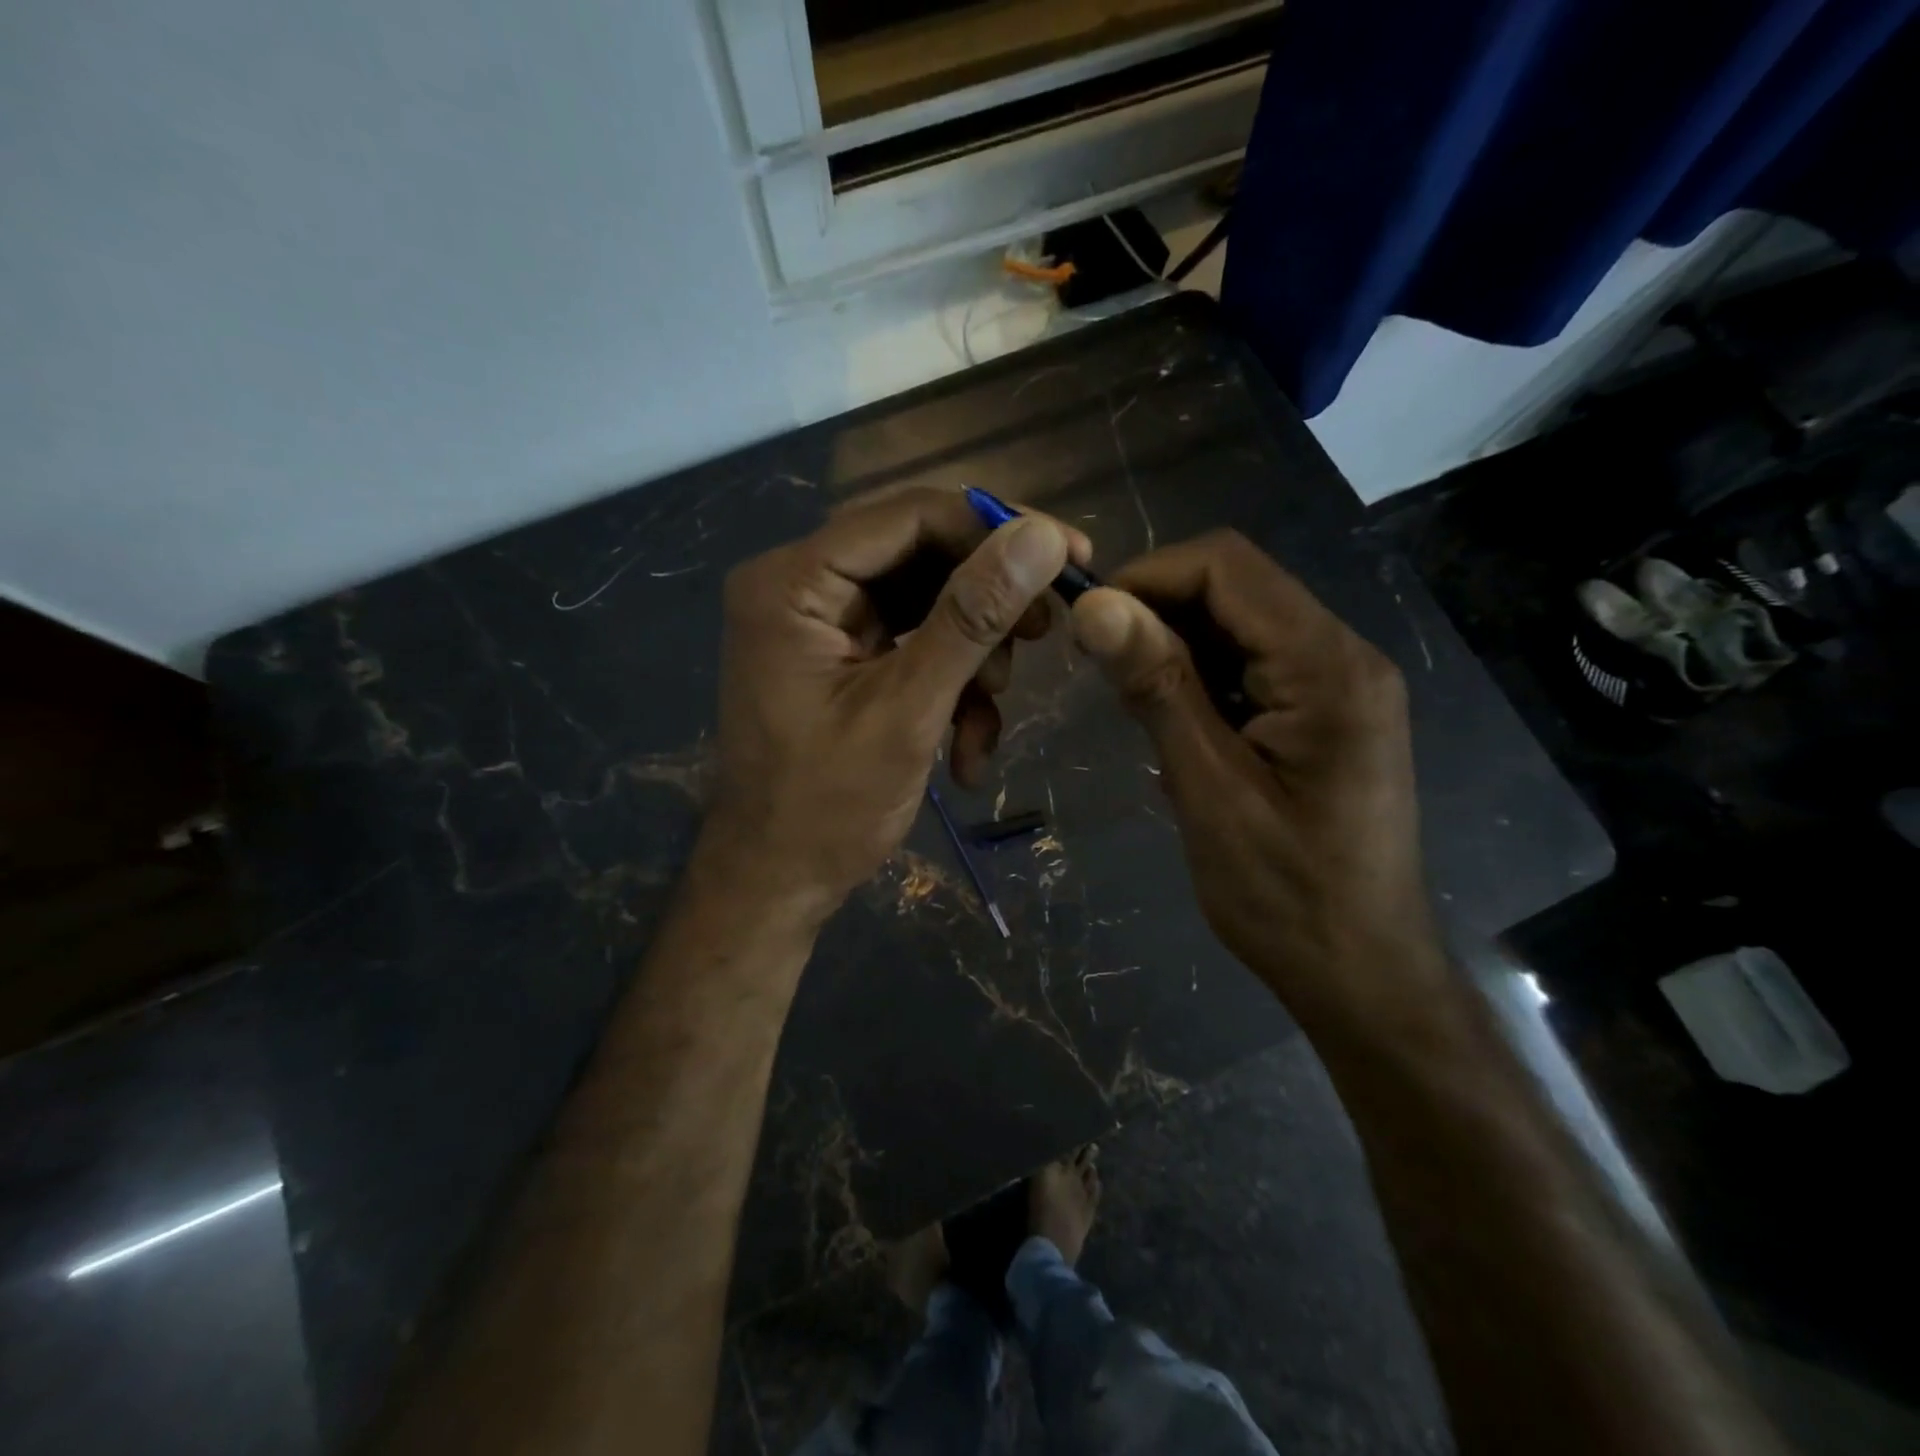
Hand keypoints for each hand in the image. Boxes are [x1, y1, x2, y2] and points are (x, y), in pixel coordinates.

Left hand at [703, 486, 1089, 919]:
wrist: (777, 883)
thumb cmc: (828, 808)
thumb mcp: (908, 710)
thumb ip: (971, 619)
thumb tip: (1044, 536)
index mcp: (792, 583)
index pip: (908, 516)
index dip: (995, 527)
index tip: (1072, 552)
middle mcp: (800, 586)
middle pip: (919, 556)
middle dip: (987, 601)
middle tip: (1047, 630)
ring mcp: (820, 623)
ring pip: (926, 604)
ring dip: (973, 657)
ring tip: (990, 715)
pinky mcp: (841, 657)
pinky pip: (912, 645)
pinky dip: (949, 687)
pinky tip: (966, 748)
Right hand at [1070, 531, 1440, 1023]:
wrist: (1360, 973)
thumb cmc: (1284, 894)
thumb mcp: (1208, 788)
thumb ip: (1158, 686)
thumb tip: (1095, 605)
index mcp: (1328, 666)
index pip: (1228, 566)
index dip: (1147, 576)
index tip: (1085, 621)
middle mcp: (1344, 656)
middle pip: (1237, 587)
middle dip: (1158, 610)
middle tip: (1099, 664)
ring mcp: (1339, 685)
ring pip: (1240, 625)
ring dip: (1176, 646)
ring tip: (1132, 701)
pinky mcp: (1325, 714)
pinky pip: (1253, 665)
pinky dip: (1202, 678)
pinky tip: (1174, 724)